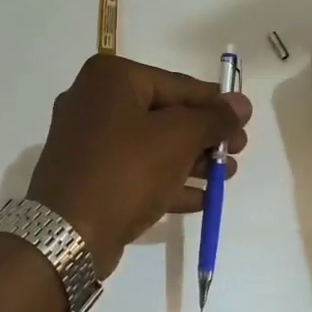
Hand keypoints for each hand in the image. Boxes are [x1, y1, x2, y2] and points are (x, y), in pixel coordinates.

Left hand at [27, 56, 252, 275]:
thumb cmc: (126, 171)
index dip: (215, 104)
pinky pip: (135, 169)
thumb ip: (213, 119)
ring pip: (151, 144)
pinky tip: (200, 198)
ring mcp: (87, 141)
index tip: (244, 122)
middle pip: (164, 114)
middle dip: (204, 136)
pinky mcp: (87, 175)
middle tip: (237, 152)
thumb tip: (241, 103)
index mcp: (111, 78)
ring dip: (190, 160)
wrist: (66, 234)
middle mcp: (94, 101)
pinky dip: (166, 180)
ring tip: (226, 177)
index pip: (177, 84)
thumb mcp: (178, 139)